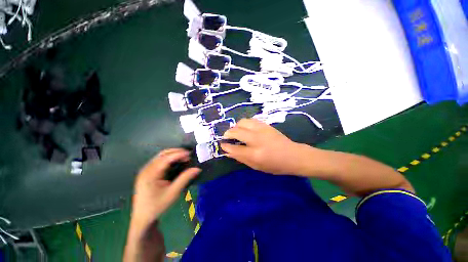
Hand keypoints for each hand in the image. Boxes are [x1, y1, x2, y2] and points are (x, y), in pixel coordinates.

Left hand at [131, 148, 200, 230]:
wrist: (143, 218)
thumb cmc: (157, 206)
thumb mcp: (173, 193)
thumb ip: (185, 179)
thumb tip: (197, 169)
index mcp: (150, 174)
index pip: (166, 159)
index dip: (178, 154)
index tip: (190, 154)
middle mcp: (146, 169)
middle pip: (162, 155)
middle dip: (176, 152)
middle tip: (188, 155)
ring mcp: (145, 171)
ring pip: (160, 157)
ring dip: (173, 155)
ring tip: (184, 157)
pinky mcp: (147, 173)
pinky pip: (159, 161)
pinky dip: (169, 159)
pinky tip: (176, 163)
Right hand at [221, 118, 313, 174]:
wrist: (293, 155)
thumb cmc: (275, 165)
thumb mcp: (257, 167)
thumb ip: (241, 158)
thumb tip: (228, 152)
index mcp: (255, 154)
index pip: (234, 149)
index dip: (226, 146)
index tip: (222, 145)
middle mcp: (257, 140)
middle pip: (236, 131)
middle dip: (228, 133)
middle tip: (227, 137)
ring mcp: (262, 130)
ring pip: (242, 122)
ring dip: (236, 126)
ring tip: (236, 132)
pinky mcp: (266, 125)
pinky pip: (250, 120)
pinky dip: (244, 123)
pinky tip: (245, 128)